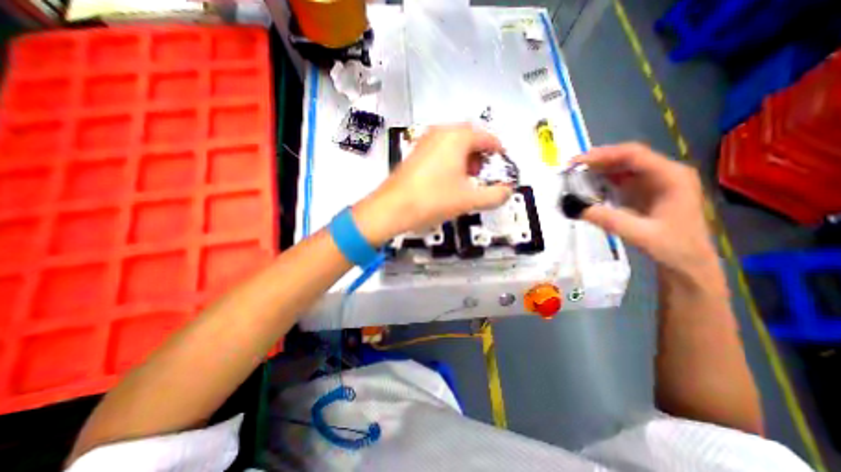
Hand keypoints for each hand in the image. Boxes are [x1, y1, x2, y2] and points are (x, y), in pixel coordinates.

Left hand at [350, 124, 508, 243]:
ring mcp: (425, 140)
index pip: (486, 137)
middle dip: (480, 153)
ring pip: (453, 142)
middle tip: (483, 172)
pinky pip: (440, 149)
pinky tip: (447, 177)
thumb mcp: (469, 199)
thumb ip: (494, 195)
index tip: (502, 162)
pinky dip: (450, 158)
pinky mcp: (415, 152)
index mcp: (457, 137)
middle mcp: (441, 132)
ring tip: (466, 177)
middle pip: (469, 137)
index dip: (497, 150)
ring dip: (465, 155)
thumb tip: (507, 191)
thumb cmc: (434, 199)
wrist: (393, 207)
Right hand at [575, 142, 718, 277]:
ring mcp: (653, 182)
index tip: (576, 162)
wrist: (688, 263)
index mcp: (671, 177)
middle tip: (570, 169)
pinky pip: (619, 179)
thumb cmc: (673, 248)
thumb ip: (608, 219)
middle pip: (626, 158)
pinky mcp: (643, 191)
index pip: (634, 155)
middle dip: (597, 161)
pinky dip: (601, 180)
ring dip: (597, 170)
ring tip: (574, 175)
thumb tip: (573, 207)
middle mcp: (664, 173)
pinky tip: (587, 186)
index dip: (603, 155)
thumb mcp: (640, 234)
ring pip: (621, 167)